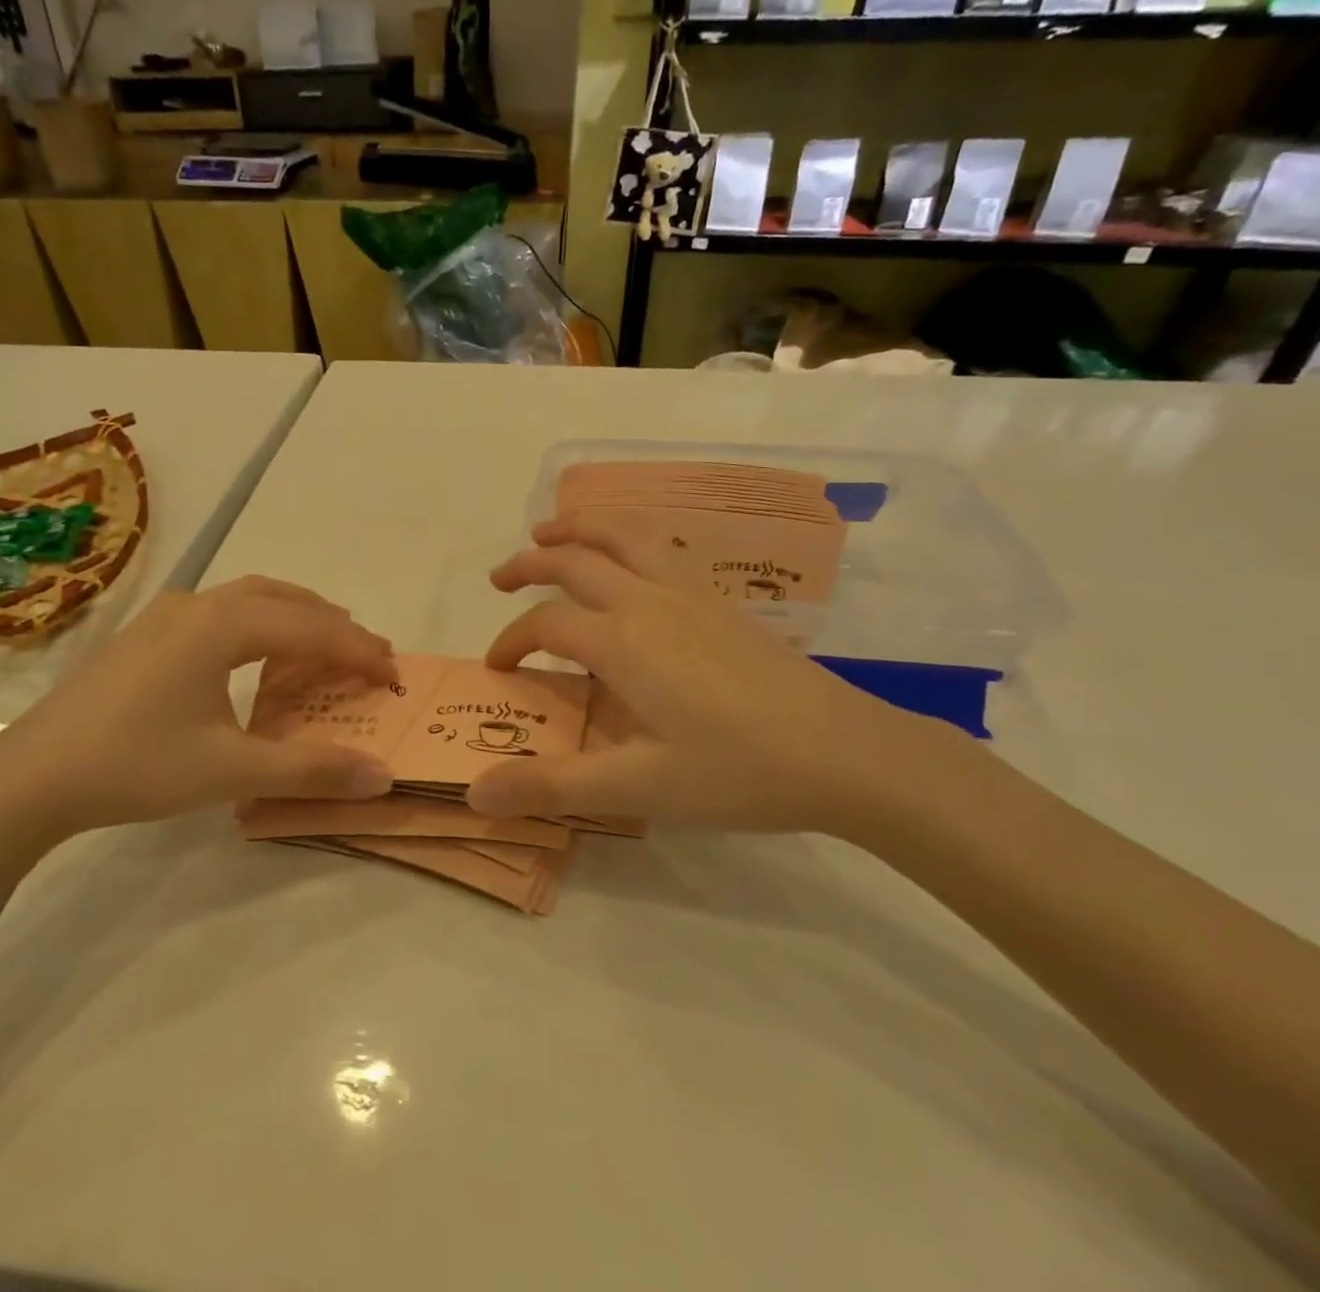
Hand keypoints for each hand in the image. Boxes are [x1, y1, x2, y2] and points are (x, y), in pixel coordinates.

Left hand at [0, 577, 397, 850]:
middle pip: (285, 600)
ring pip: (250, 598)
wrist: (29, 778)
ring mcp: (166, 616)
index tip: (395, 677)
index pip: (313, 629)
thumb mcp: (230, 772)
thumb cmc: (134, 765)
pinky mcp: (146, 635)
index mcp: (221, 625)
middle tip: (369, 656)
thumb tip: (382, 777)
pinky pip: (221, 612)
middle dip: (333, 625)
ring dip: (296, 617)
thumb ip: (311, 770)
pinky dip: (260, 624)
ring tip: (326, 645)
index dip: (360, 652)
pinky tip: (256, 655)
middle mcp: (197, 605)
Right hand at [470, 513, 976, 834]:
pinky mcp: (720, 601)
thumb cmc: (736, 770)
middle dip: (529, 562)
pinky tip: (629, 562)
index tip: (497, 668)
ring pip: (623, 533)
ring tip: (551, 530)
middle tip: (499, 577)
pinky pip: (659, 547)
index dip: (511, 641)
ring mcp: (689, 593)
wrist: (844, 752)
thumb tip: (475, 793)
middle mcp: (648, 601)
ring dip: (578, 526)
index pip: (545, 623)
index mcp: (621, 641)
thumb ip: (552, 786)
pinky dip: (624, 536)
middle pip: (575, 559)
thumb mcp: (637, 787)